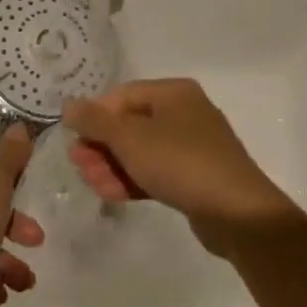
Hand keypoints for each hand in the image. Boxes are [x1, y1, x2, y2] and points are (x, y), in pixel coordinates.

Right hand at [64, 80, 290, 251]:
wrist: (238, 213)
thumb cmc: (180, 162)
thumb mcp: (130, 138)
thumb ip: (95, 120)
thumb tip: (69, 105)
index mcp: (173, 93)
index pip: (122, 95)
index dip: (95, 115)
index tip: (75, 139)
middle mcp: (184, 112)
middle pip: (130, 124)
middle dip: (101, 145)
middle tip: (78, 165)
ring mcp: (192, 146)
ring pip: (142, 150)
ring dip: (112, 165)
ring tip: (92, 184)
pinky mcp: (196, 177)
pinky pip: (156, 170)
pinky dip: (133, 179)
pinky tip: (111, 194)